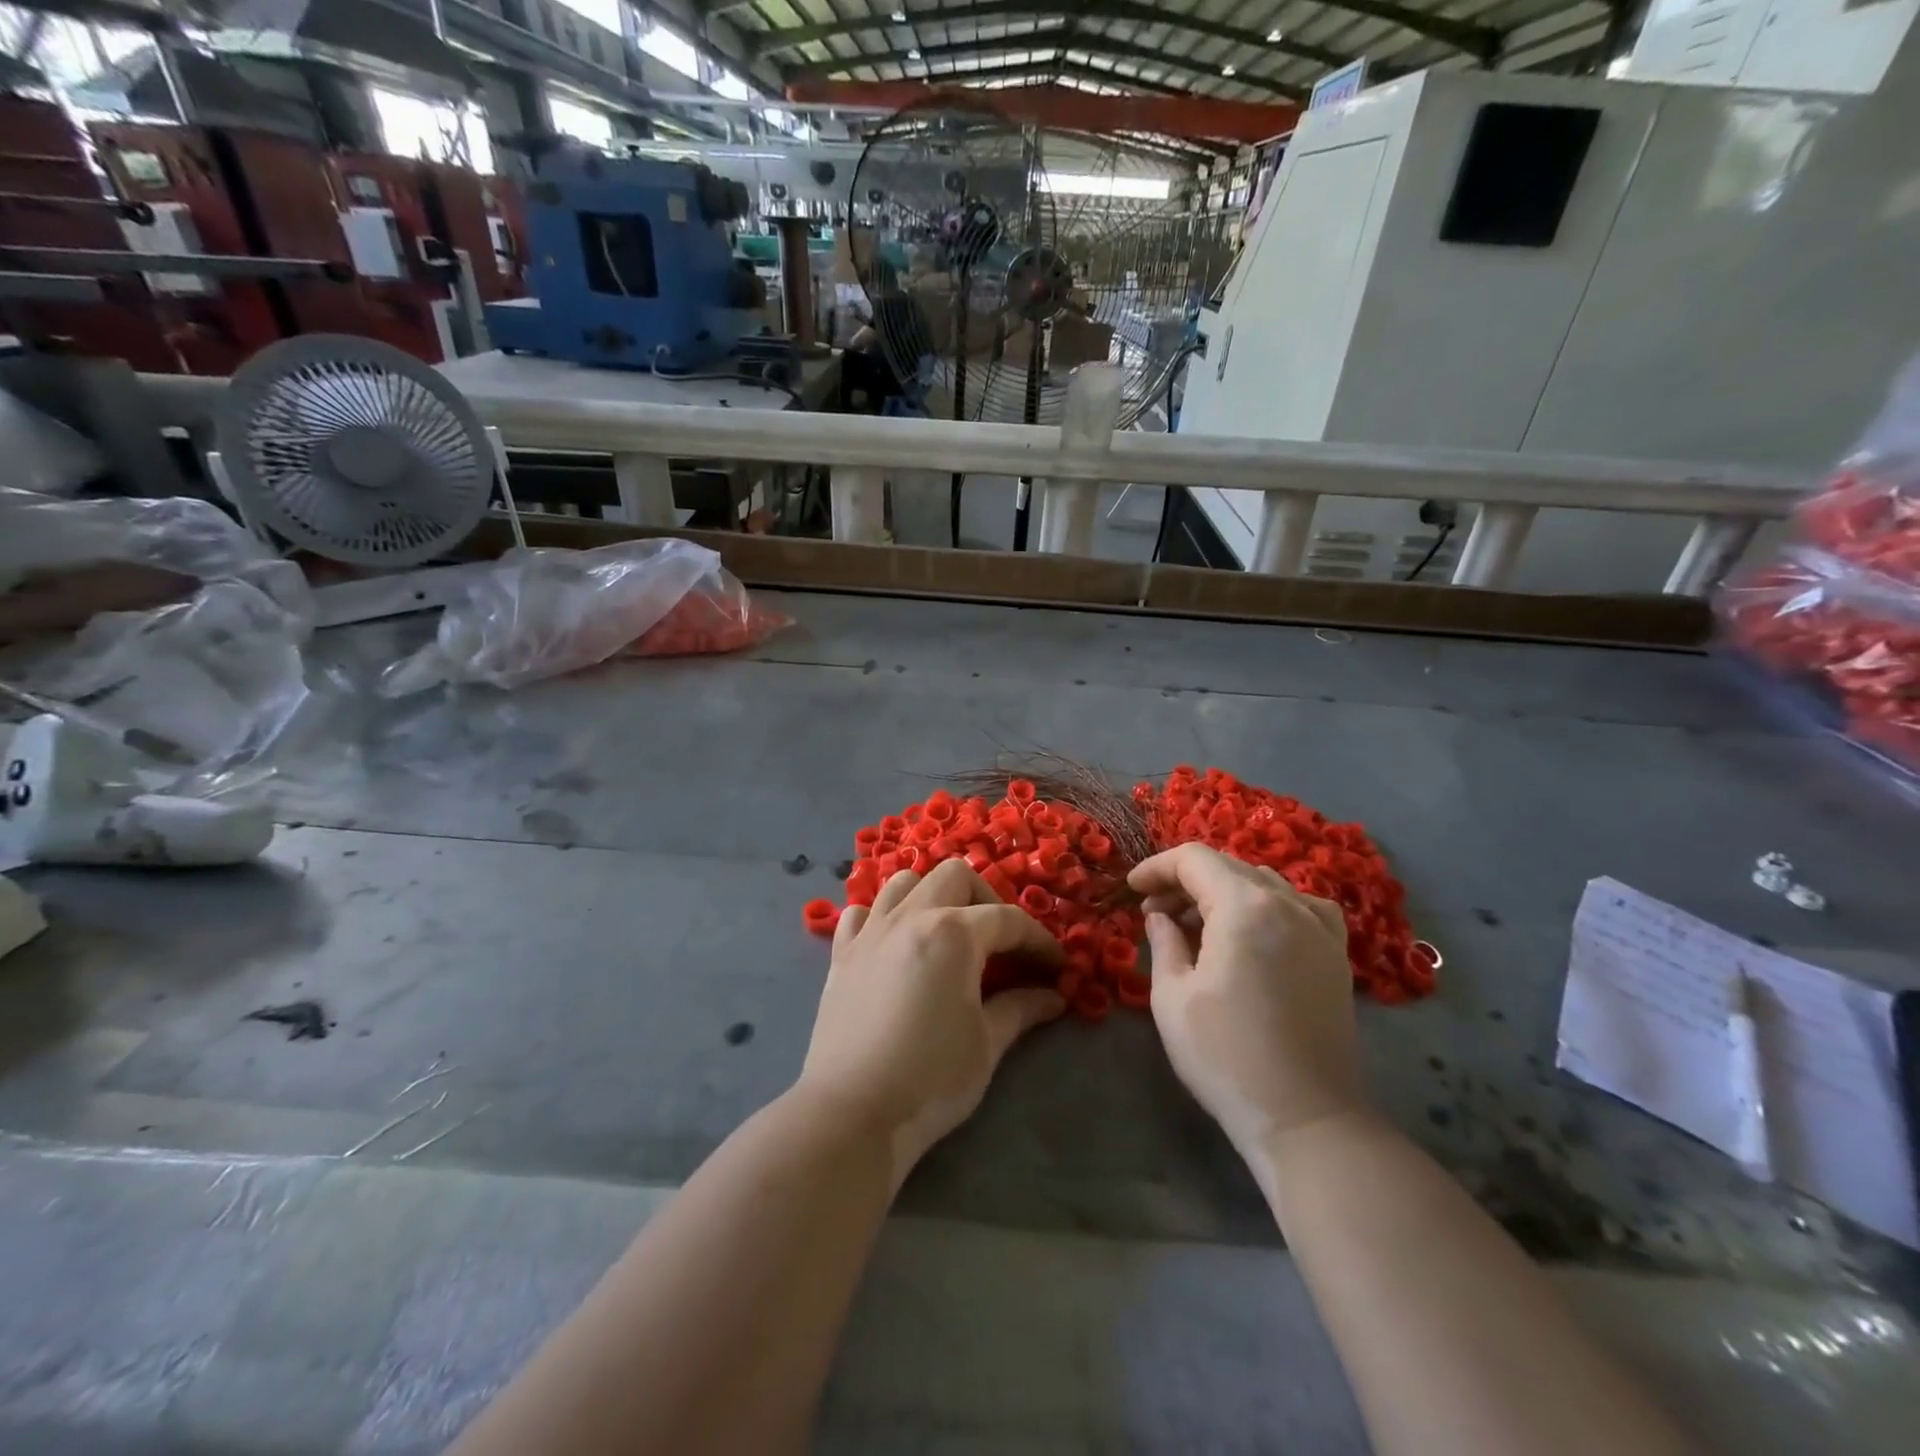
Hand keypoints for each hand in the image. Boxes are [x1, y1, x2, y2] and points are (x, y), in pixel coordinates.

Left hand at [799, 859, 1063, 1182]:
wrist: (852, 1112)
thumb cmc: (931, 1078)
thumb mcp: (987, 1044)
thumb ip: (1021, 1009)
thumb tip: (1053, 996)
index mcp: (954, 933)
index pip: (1008, 920)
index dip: (1039, 941)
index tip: (1057, 967)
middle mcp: (910, 916)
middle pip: (956, 877)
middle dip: (987, 900)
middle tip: (1001, 942)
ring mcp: (870, 931)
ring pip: (905, 882)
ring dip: (933, 895)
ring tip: (948, 932)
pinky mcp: (841, 953)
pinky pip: (861, 912)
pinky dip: (882, 916)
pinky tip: (894, 943)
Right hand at [1130, 843, 1364, 1156]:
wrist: (1305, 1118)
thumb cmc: (1225, 1056)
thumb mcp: (1172, 996)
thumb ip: (1164, 942)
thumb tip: (1161, 916)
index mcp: (1244, 907)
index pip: (1194, 860)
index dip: (1156, 867)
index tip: (1131, 889)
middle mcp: (1288, 904)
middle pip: (1229, 867)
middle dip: (1185, 880)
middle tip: (1154, 910)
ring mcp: (1319, 928)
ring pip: (1263, 883)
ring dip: (1224, 891)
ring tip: (1197, 923)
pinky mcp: (1336, 955)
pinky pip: (1301, 906)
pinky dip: (1269, 905)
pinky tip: (1256, 931)